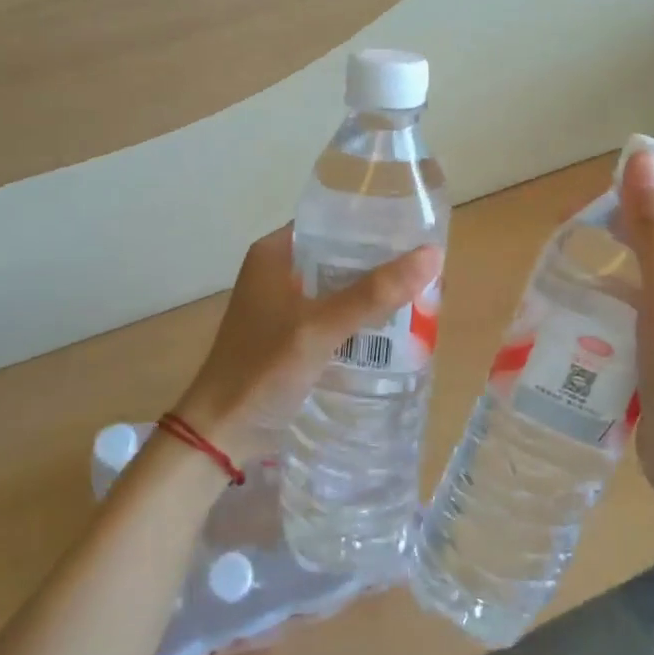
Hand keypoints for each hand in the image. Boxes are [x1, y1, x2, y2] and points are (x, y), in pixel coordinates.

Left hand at [172, 226, 441, 460]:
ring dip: (372, 293)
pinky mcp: (290, 333)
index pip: (332, 221)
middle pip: (340, 255)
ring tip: (418, 295)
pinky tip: (391, 328)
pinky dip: (358, 317)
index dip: (372, 224)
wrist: (220, 432)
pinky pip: (333, 313)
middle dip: (379, 263)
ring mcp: (283, 303)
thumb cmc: (263, 369)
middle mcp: (278, 269)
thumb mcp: (321, 327)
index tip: (414, 232)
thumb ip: (374, 293)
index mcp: (275, 252)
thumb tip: (433, 255)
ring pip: (339, 286)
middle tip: (424, 268)